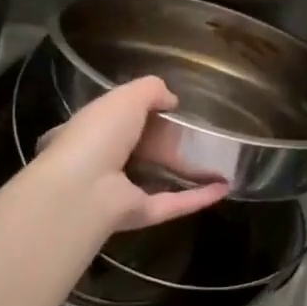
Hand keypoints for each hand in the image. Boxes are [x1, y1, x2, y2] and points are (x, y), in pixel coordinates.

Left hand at [33, 76, 230, 231]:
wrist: (83, 188)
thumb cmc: (97, 134)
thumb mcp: (126, 97)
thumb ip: (150, 90)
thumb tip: (172, 100)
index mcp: (88, 132)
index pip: (110, 121)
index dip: (133, 114)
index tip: (162, 108)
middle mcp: (100, 163)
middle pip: (135, 152)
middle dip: (161, 144)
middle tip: (195, 135)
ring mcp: (120, 192)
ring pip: (155, 180)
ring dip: (183, 173)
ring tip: (216, 163)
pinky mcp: (139, 215)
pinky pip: (172, 203)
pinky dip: (197, 197)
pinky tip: (223, 188)